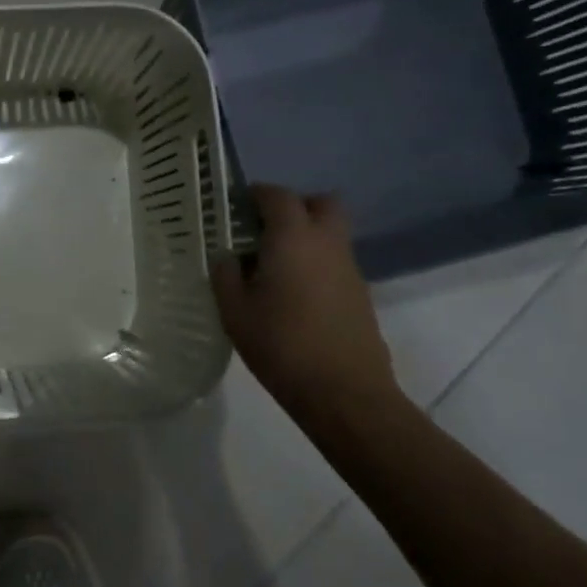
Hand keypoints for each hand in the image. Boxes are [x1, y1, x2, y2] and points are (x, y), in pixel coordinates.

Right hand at [212, 186, 400, 412]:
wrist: (343, 392)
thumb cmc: (281, 345)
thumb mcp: (235, 311)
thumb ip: (226, 275)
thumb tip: (227, 257)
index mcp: (293, 238)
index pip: (278, 196)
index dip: (257, 194)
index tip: (236, 206)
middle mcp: (327, 243)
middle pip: (321, 203)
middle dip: (294, 207)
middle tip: (265, 229)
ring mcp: (349, 268)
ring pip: (331, 233)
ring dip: (306, 237)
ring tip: (273, 267)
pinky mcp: (360, 294)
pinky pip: (336, 262)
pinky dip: (316, 264)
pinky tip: (294, 295)